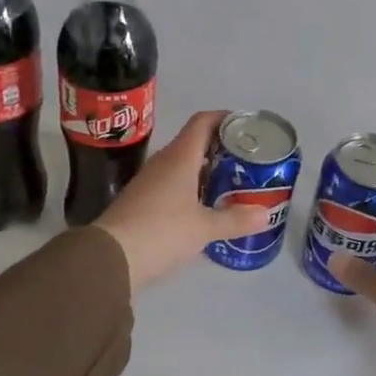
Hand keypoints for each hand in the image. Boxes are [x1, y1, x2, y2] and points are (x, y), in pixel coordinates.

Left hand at [95, 110, 270, 292]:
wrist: (110, 257)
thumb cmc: (161, 232)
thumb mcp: (204, 228)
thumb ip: (235, 220)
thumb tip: (265, 214)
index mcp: (179, 157)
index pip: (203, 122)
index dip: (224, 118)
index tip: (245, 126)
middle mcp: (163, 163)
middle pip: (194, 143)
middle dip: (220, 149)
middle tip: (245, 162)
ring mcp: (148, 182)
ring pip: (182, 166)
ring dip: (205, 171)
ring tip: (230, 184)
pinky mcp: (140, 202)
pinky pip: (171, 185)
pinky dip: (190, 190)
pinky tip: (203, 208)